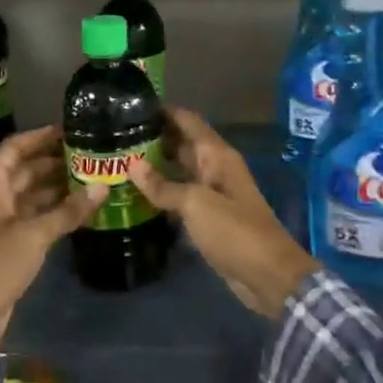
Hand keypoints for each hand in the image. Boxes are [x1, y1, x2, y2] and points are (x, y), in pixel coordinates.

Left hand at [0, 126, 102, 343]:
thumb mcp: (35, 234)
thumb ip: (69, 210)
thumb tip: (102, 187)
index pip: (15, 147)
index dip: (40, 137)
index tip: (69, 130)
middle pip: (24, 169)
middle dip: (54, 162)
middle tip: (88, 155)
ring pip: (29, 193)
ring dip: (55, 186)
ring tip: (90, 178)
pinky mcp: (6, 240)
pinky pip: (31, 214)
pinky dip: (52, 209)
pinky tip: (78, 207)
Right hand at [128, 109, 316, 318]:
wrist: (268, 276)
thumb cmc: (234, 231)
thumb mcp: (196, 204)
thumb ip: (163, 185)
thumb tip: (132, 166)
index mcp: (216, 155)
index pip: (187, 120)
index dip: (162, 111)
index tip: (129, 106)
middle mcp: (214, 168)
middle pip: (180, 143)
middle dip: (151, 138)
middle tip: (113, 137)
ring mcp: (211, 193)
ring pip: (177, 170)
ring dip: (153, 167)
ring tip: (116, 161)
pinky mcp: (207, 217)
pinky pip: (179, 196)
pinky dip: (160, 193)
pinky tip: (133, 194)